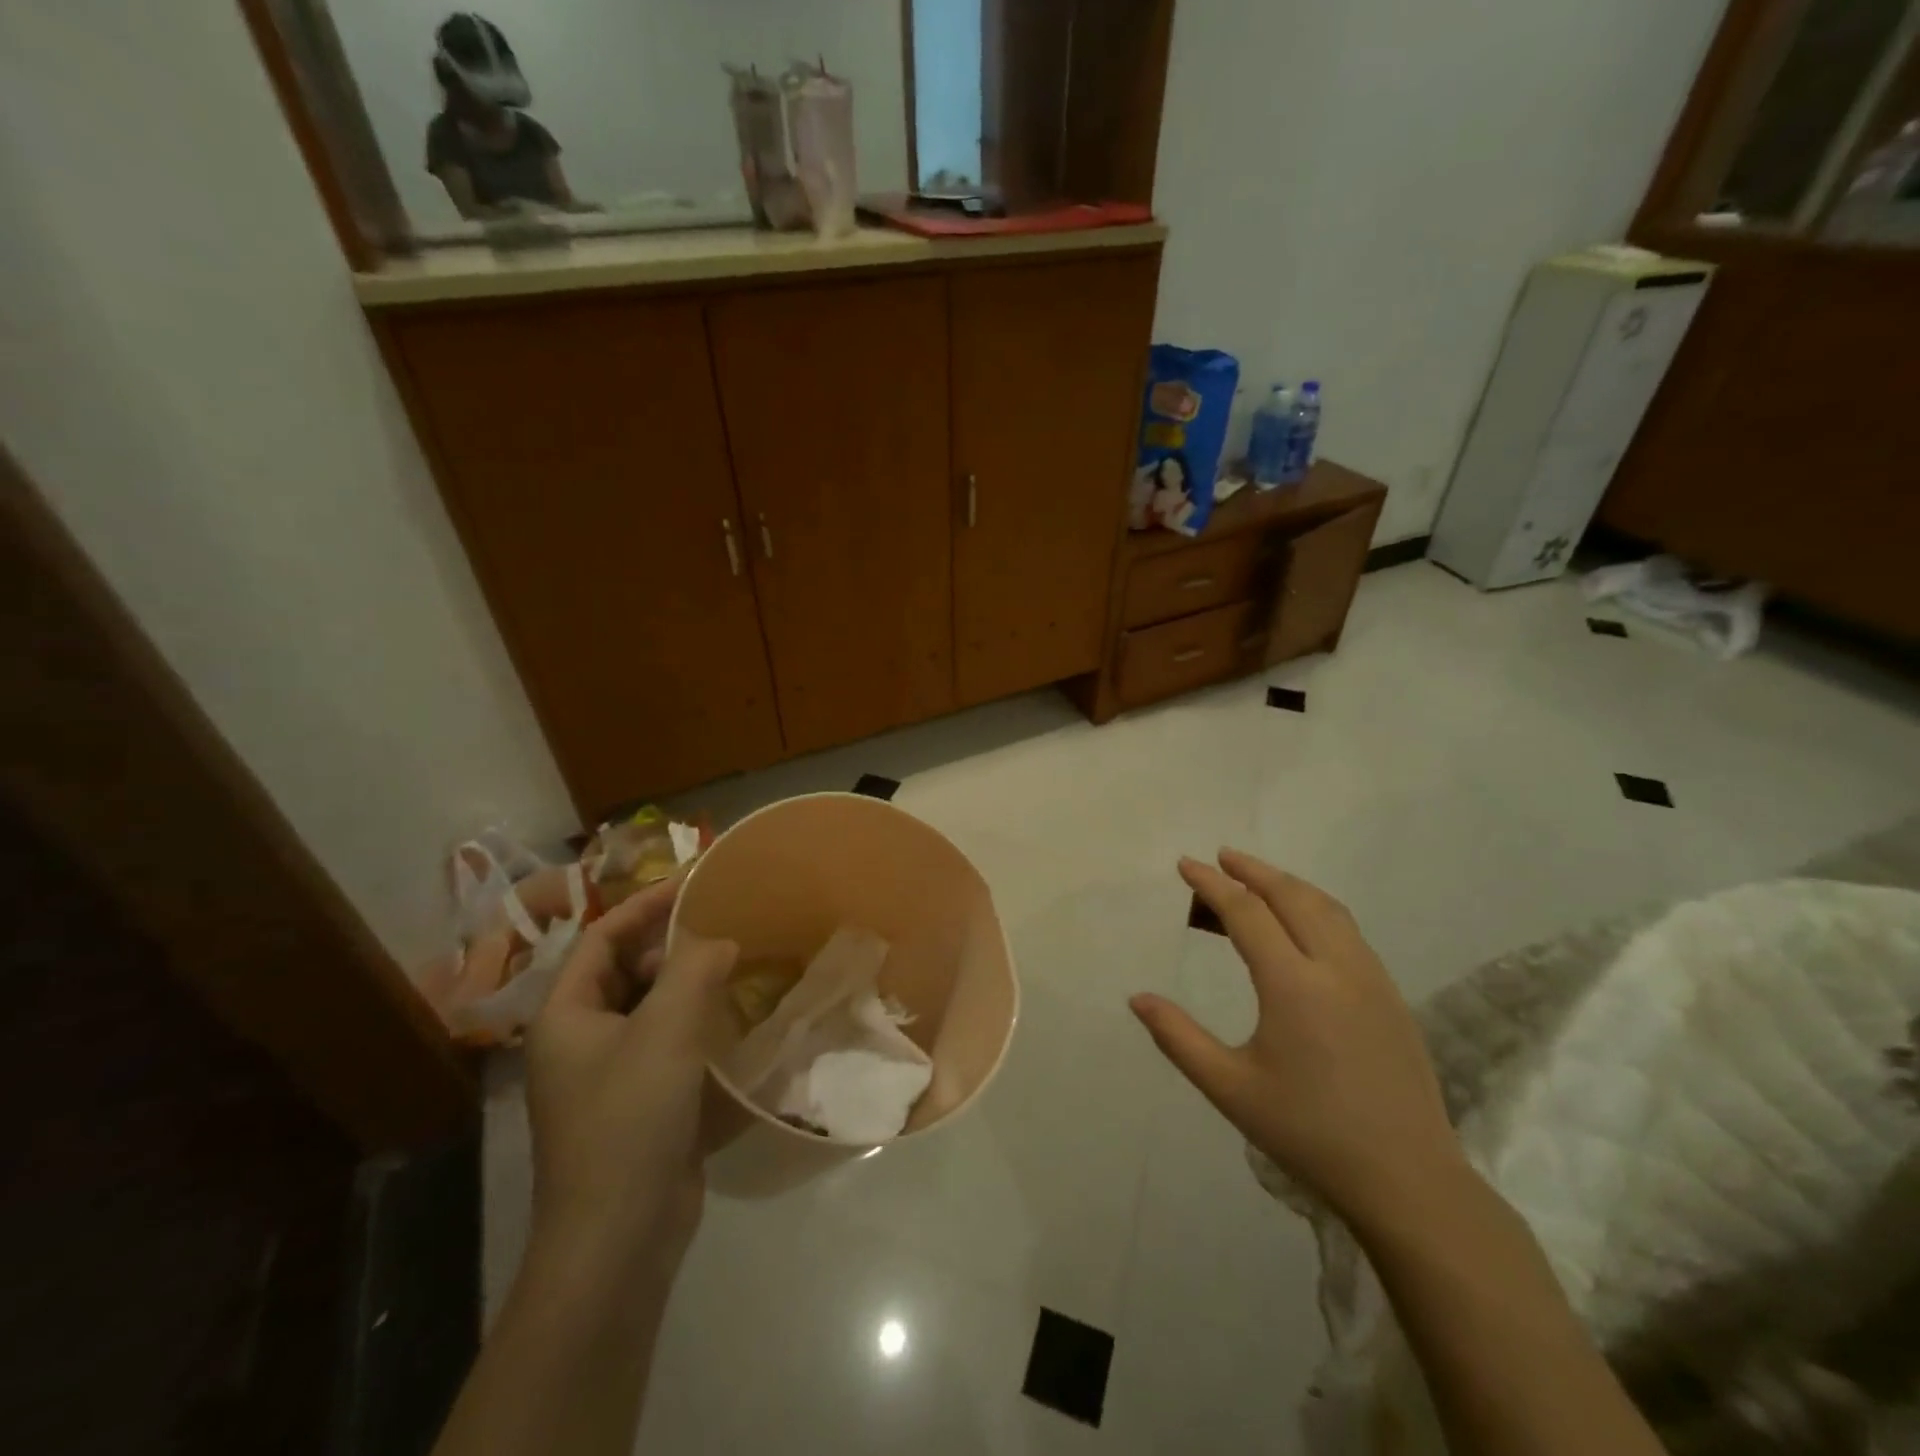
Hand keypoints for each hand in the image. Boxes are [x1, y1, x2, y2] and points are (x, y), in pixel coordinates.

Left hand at [523, 875, 738, 1284]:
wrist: (619, 1236)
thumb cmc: (630, 1119)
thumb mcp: (666, 1031)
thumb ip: (695, 970)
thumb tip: (721, 939)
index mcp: (566, 1014)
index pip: (602, 936)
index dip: (646, 904)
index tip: (695, 881)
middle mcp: (580, 1039)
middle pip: (625, 970)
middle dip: (672, 943)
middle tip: (725, 921)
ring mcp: (609, 1074)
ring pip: (651, 1007)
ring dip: (690, 983)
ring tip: (738, 959)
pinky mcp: (640, 1102)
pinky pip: (668, 1043)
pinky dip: (698, 1022)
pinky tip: (736, 1016)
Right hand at [1131, 850, 1462, 1228]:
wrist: (1408, 1180)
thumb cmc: (1309, 1133)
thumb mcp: (1231, 1089)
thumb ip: (1179, 1038)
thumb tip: (1137, 998)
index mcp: (1293, 985)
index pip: (1246, 913)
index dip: (1212, 884)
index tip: (1186, 865)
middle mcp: (1336, 967)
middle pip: (1291, 896)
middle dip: (1252, 870)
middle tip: (1220, 857)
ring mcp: (1371, 978)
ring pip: (1326, 908)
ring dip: (1287, 885)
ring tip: (1255, 881)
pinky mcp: (1391, 995)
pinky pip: (1347, 930)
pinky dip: (1315, 908)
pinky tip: (1301, 926)